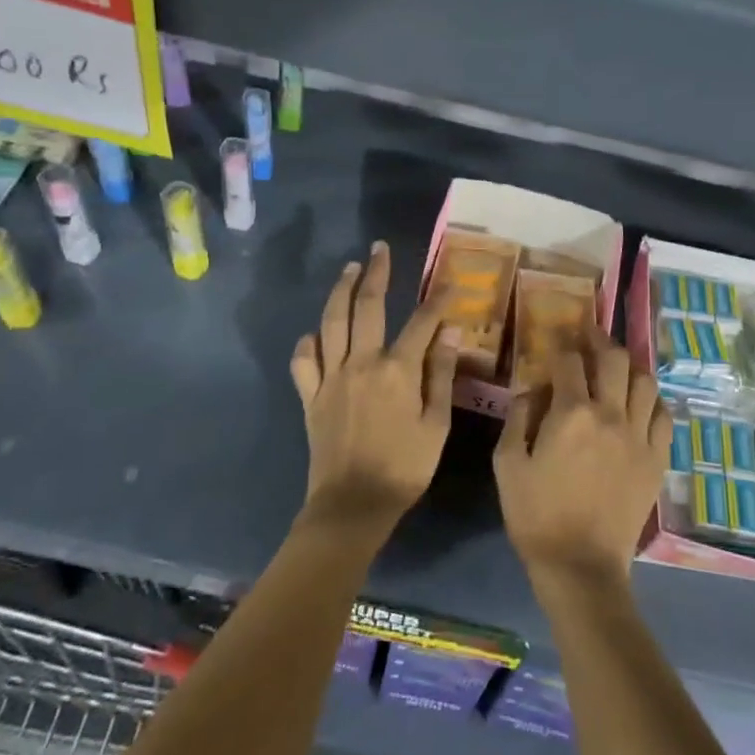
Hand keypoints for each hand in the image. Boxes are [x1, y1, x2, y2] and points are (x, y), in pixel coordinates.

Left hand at [290, 241, 459, 529]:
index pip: (422, 322)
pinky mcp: (311, 396)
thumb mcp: (436, 424)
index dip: (438, 300)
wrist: (353, 505)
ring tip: (349, 269)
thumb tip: (449, 331)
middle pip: (368, 306)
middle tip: (380, 249)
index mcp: (397, 370)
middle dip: (377, 273)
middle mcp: (362, 363)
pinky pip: (304, 361)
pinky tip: (315, 333)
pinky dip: (308, 342)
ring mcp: (331, 377)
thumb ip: (440, 374)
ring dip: (340, 291)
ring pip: (332, 322)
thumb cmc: (404, 468)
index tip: (450, 282)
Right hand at [495, 320, 670, 597]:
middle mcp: (610, 414)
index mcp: (571, 413)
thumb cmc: (536, 515)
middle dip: (600, 340)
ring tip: (617, 366)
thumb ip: (518, 417)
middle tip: (590, 335)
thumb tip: (532, 389)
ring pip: (645, 382)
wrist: (581, 566)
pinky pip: (664, 416)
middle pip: (614, 359)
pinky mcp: (657, 459)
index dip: (562, 344)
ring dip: (629, 366)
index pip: (570, 361)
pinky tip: (641, 402)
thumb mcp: (507, 464)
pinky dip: (652, 401)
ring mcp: (639, 436)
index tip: (558, 337)